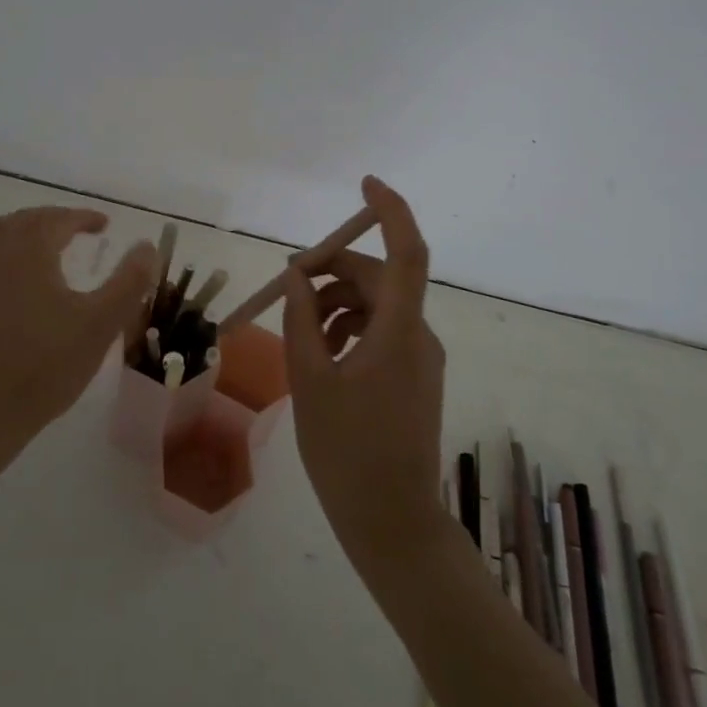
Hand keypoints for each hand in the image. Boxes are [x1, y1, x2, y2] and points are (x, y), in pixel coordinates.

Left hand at [0, 206, 154, 456]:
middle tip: (75, 231)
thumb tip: (147, 246)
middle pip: (24, 220)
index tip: (104, 224)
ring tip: (36, 244)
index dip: (84, 217)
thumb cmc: (45, 366)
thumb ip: (129, 281)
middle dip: (52, 220)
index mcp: (30, 250)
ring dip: (17, 230)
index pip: (59, 219)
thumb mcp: (101, 325)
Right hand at [282, 176, 447, 577]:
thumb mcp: (309, 381)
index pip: (406, 252)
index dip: (390, 211)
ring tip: (297, 332)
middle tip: (287, 287)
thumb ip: (300, 321)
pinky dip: (347, 330)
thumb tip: (298, 277)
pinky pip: (380, 333)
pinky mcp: (413, 376)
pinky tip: (318, 354)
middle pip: (379, 279)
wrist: (391, 521)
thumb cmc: (346, 452)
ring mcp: (419, 358)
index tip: (364, 184)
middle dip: (332, 272)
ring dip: (335, 305)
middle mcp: (418, 335)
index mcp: (399, 331)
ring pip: (376, 307)